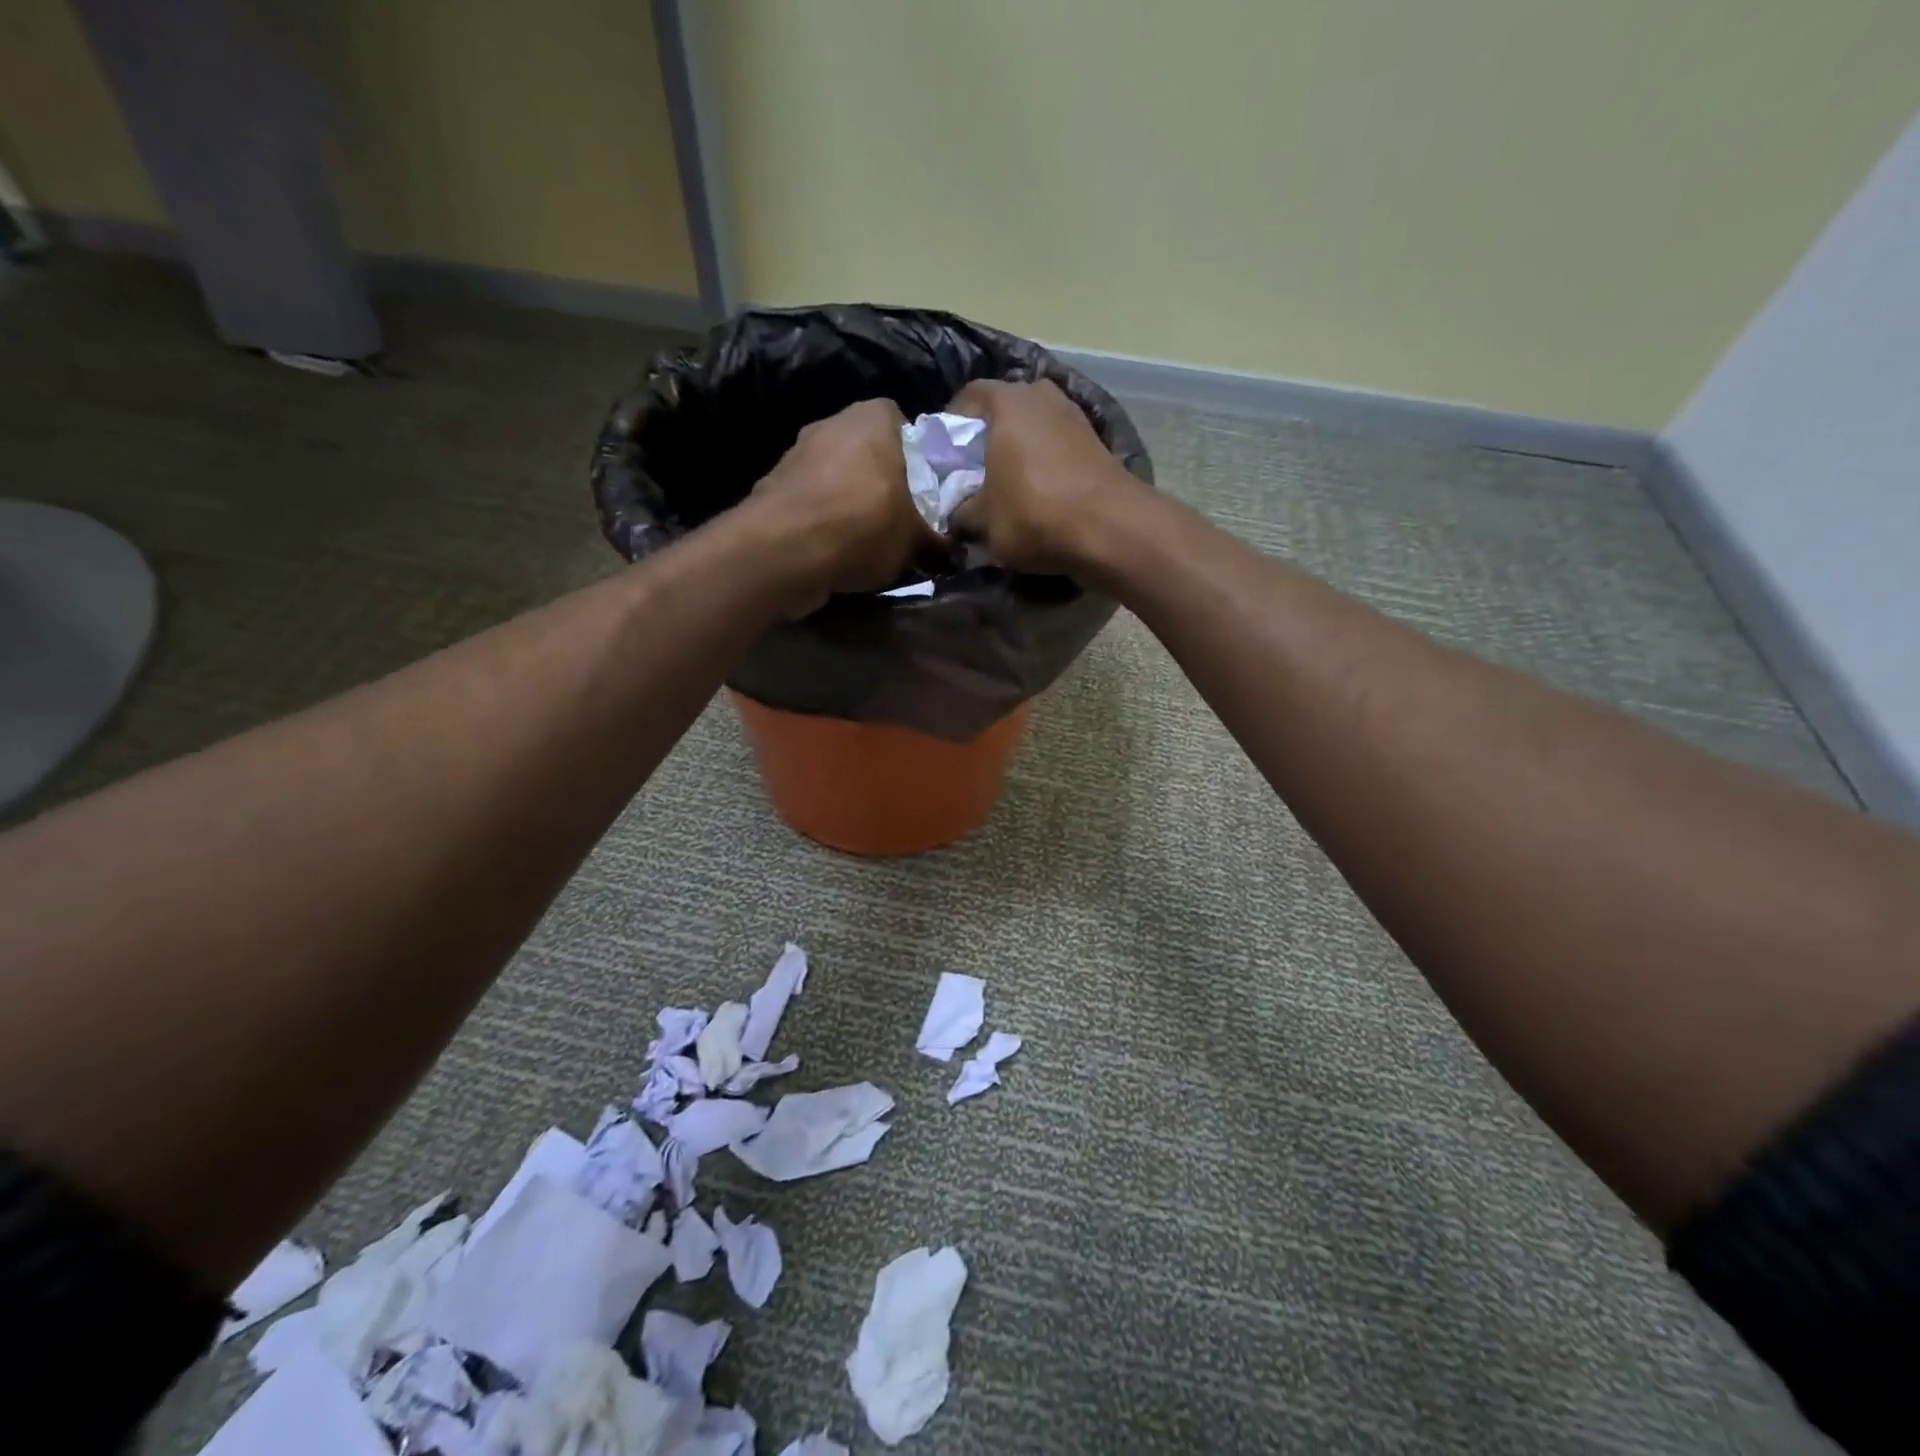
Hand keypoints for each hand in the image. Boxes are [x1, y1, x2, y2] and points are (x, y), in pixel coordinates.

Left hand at [748, 398, 944, 609]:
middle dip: (885, 485)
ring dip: (852, 504)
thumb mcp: (917, 540)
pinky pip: (813, 502)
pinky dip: (824, 522)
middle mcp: (834, 422)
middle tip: (901, 521)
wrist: (784, 551)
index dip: (921, 463)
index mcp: (875, 417)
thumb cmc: (863, 526)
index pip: (910, 429)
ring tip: (867, 544)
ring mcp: (798, 452)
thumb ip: (939, 542)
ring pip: (839, 478)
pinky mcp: (774, 485)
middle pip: (872, 454)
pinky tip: (834, 552)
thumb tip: (955, 553)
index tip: (927, 496)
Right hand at [946, 379, 1143, 575]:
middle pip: (1004, 410)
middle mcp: (1042, 396)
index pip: (968, 396)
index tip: (946, 457)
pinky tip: (1039, 494)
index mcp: (1007, 401)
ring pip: (1034, 429)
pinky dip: (1045, 465)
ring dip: (1019, 452)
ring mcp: (1074, 416)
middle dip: (987, 439)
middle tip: (975, 473)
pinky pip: (1057, 448)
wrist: (1110, 529)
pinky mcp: (1097, 442)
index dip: (952, 426)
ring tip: (1007, 487)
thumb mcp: (983, 522)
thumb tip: (957, 515)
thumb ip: (962, 512)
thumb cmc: (1034, 514)